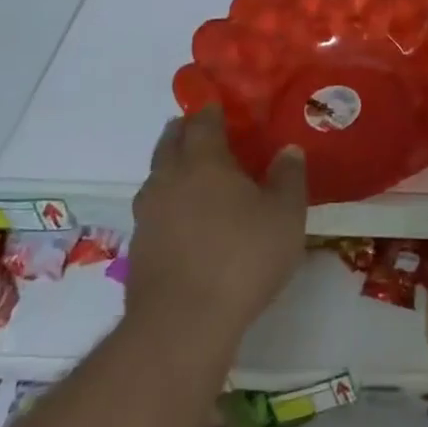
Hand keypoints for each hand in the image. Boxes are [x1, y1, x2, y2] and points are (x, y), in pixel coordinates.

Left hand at [128, 106, 307, 349]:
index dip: (210, 110)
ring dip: (171, 165)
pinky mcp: (139, 246)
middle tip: (199, 128)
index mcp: (204, 162)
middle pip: (169, 143)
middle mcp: (169, 179)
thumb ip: (289, 178)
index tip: (218, 104)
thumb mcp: (286, 215)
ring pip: (156, 176)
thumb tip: (288, 151)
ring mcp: (148, 214)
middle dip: (183, 131)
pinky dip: (168, 201)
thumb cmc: (244, 257)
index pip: (202, 123)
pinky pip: (154, 208)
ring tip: (192, 172)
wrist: (183, 322)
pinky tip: (184, 218)